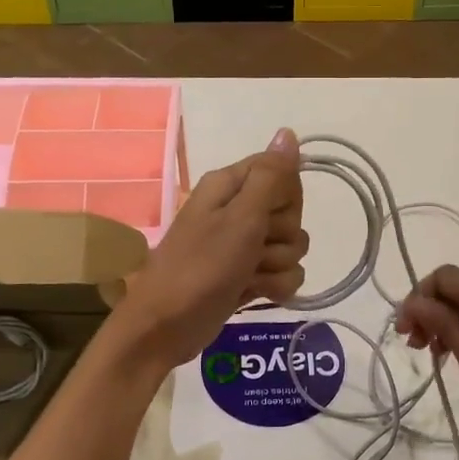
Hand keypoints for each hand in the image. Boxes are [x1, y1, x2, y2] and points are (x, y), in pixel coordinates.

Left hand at [117, 128, 306, 367]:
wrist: (166, 327)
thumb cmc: (200, 267)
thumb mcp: (240, 218)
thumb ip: (270, 176)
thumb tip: (289, 132)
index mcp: (230, 186)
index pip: (282, 173)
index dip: (285, 196)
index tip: (267, 214)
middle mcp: (238, 210)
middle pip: (291, 212)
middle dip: (281, 236)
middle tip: (253, 248)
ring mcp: (243, 246)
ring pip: (292, 246)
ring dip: (277, 266)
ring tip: (248, 276)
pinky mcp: (248, 276)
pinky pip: (284, 273)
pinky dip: (274, 286)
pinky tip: (254, 293)